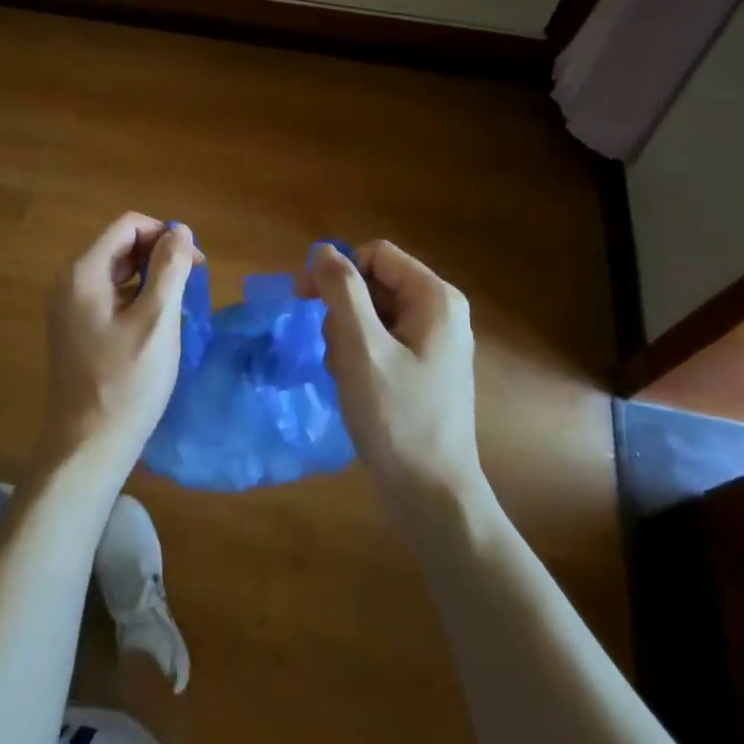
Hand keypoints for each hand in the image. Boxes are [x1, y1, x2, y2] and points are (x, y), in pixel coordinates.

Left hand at [37, 214, 200, 492]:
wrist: (87, 445)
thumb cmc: (126, 382)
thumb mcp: (157, 321)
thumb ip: (169, 269)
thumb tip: (180, 230)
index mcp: (82, 272)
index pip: (127, 225)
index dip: (165, 234)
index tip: (195, 264)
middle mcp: (68, 281)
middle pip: (119, 245)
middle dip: (158, 254)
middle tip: (192, 283)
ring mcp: (67, 306)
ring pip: (115, 270)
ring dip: (149, 276)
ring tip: (178, 303)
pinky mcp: (74, 327)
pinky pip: (108, 295)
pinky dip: (135, 296)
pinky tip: (155, 323)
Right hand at [301, 240, 482, 514]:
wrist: (430, 493)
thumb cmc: (396, 417)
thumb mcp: (361, 348)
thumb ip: (342, 292)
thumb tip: (323, 249)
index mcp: (434, 298)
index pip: (374, 255)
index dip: (336, 270)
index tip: (303, 298)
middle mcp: (439, 311)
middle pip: (373, 283)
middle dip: (342, 311)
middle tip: (333, 351)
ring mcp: (433, 341)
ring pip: (371, 313)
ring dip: (346, 337)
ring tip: (347, 375)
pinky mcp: (422, 366)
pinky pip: (379, 340)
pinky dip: (358, 355)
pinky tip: (355, 385)